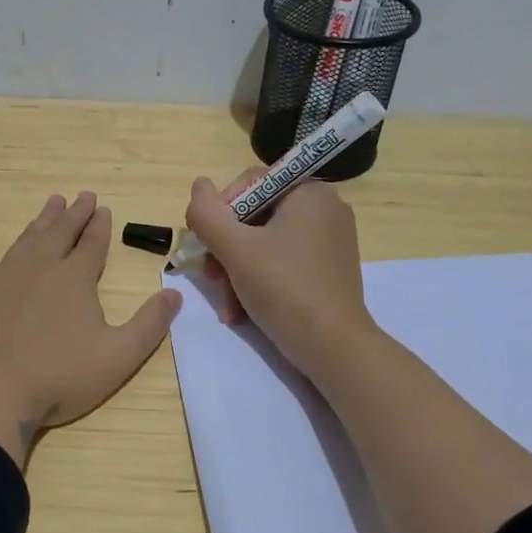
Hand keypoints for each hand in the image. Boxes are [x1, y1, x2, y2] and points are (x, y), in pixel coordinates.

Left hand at [0, 191, 182, 465]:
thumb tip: (175, 295)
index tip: (104, 209)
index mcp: (76, 279)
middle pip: (61, 233)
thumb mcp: (119, 356)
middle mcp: (40, 266)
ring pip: (26, 239)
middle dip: (75, 214)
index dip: (101, 227)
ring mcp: (3, 276)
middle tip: (83, 195)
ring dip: (41, 221)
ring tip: (51, 203)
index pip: (93, 244)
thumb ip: (149, 324)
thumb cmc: (60, 375)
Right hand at [184, 169, 376, 380]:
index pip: (249, 184)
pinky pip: (282, 262)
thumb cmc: (284, 288)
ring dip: (236, 272)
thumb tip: (198, 185)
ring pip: (263, 244)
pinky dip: (258, 281)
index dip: (220, 212)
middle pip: (254, 217)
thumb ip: (208, 214)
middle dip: (226, 251)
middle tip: (212, 279)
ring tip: (227, 305)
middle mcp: (324, 209)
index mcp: (309, 192)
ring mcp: (328, 241)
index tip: (206, 245)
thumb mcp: (236, 249)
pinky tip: (243, 310)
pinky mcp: (327, 270)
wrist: (333, 347)